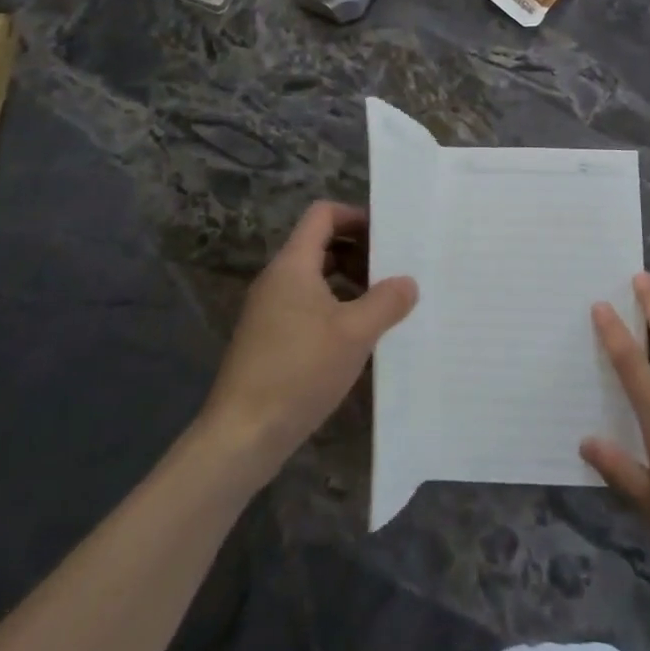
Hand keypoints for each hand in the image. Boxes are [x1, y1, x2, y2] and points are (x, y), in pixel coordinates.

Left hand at [201, 201, 418, 475]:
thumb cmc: (299, 371)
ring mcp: (269, 310)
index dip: (355, 216)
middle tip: (392, 271)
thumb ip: (386, 302)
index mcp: (293, 265)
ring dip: (348, 282)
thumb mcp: (355, 334)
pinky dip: (333, 307)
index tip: (387, 236)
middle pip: (320, 244)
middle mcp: (277, 279)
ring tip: (381, 304)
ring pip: (314, 277)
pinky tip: (356, 337)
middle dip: (358, 251)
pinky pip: (305, 305)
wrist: (242, 436)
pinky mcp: (267, 339)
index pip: (323, 214)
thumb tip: (408, 282)